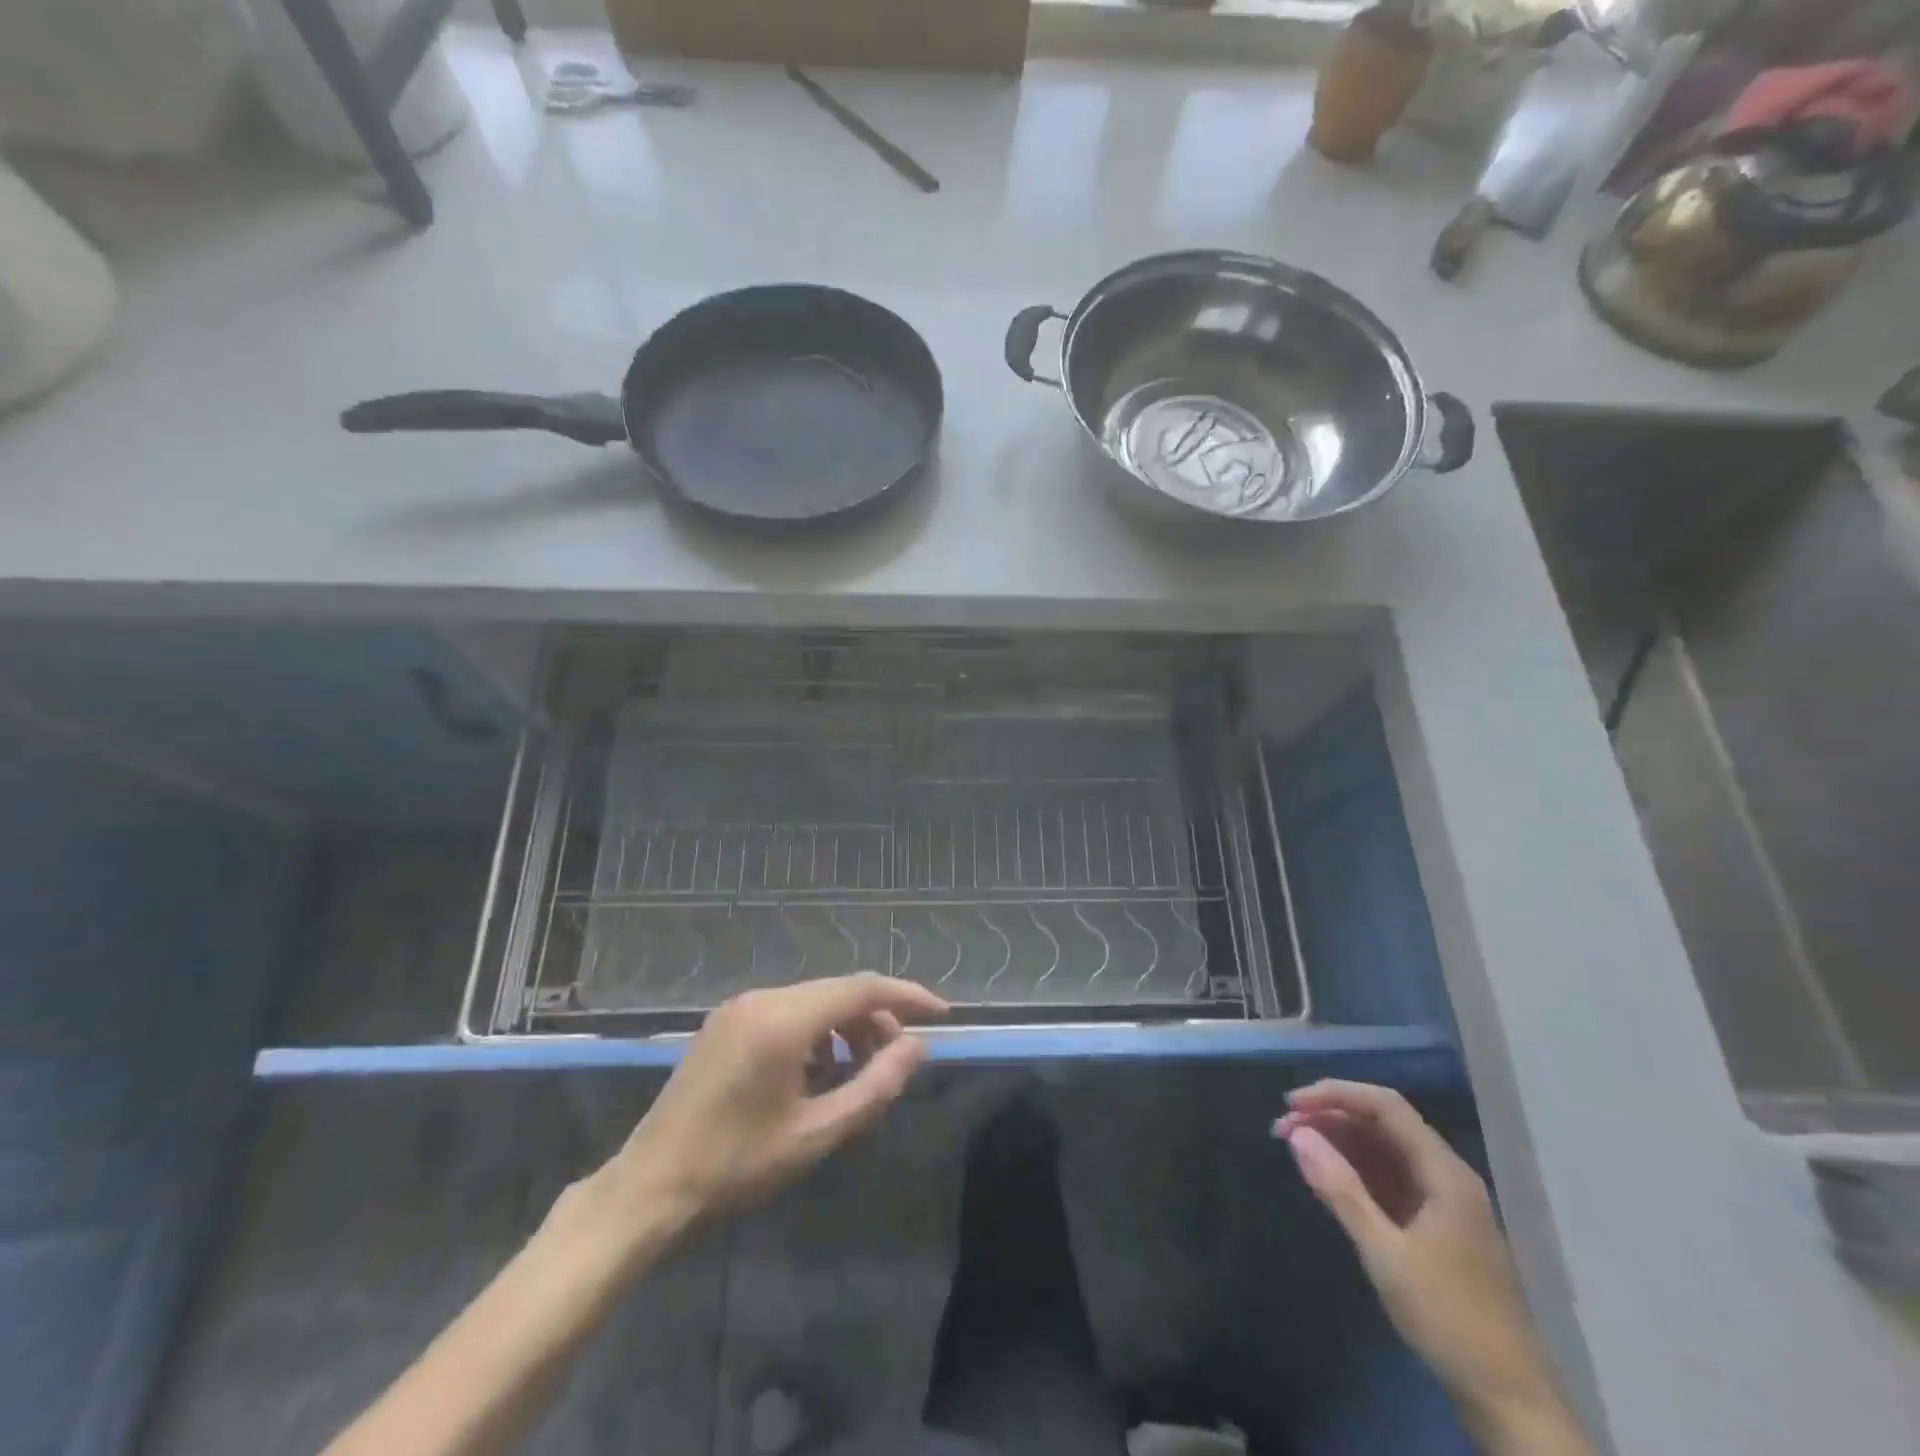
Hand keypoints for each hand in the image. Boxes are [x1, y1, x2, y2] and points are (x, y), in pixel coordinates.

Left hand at [595, 974, 948, 1239]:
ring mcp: (740, 1007)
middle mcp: (762, 998)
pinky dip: (816, 1032)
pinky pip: (788, 1011)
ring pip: (814, 999)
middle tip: (896, 1062)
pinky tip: (819, 1072)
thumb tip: (916, 1047)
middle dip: (877, 1019)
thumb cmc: (735, 1166)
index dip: (907, 997)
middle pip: (839, 991)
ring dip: (847, 1026)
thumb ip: (875, 1086)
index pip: (862, 988)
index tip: (942, 1014)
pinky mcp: (726, 1022)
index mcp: (784, 1020)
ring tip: (859, 1074)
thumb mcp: (816, 1134)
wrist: (650, 1186)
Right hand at [1275, 1081, 1588, 1454]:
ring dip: (1337, 1141)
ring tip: (1294, 1147)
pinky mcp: (1433, 1225)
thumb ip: (1341, 1190)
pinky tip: (1325, 1177)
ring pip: (1382, 1149)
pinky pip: (1387, 1177)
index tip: (1290, 1105)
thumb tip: (1297, 1134)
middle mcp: (1445, 1175)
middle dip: (1330, 1117)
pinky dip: (1353, 1168)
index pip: (1385, 1106)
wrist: (1509, 1401)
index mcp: (1444, 1173)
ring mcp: (1441, 1201)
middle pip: (1382, 1123)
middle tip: (1281, 1130)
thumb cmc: (1449, 1319)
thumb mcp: (1385, 1254)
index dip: (1335, 1095)